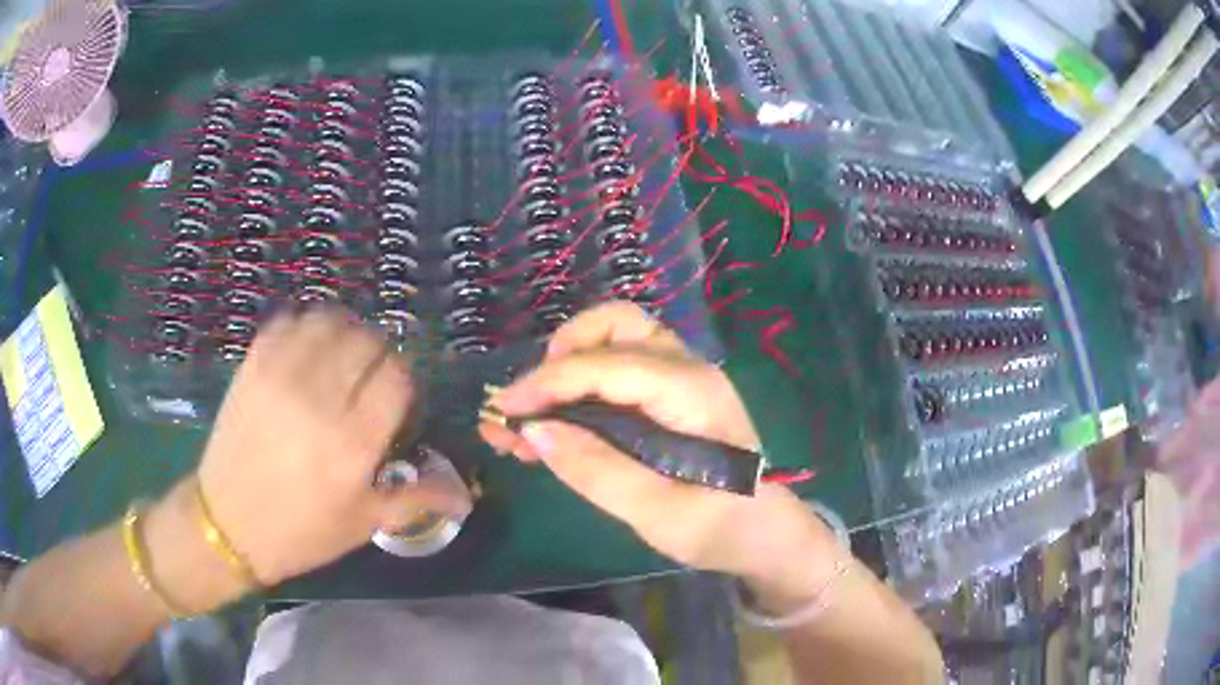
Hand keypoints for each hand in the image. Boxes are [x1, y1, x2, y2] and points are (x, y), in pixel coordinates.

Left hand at [196, 307, 470, 585]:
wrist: (226, 524)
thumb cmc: (301, 533)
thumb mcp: (362, 524)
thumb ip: (416, 498)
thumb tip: (467, 497)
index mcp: (353, 443)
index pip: (397, 378)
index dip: (403, 379)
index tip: (394, 396)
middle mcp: (320, 399)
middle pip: (366, 342)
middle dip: (377, 354)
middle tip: (367, 376)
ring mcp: (281, 376)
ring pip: (329, 322)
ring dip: (344, 332)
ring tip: (339, 356)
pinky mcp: (253, 366)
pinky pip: (288, 322)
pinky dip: (305, 327)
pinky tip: (306, 349)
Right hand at [480, 302, 836, 582]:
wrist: (764, 533)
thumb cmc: (721, 527)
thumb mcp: (659, 514)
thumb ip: (597, 471)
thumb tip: (534, 430)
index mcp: (690, 392)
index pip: (605, 365)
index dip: (547, 383)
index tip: (503, 410)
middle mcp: (686, 369)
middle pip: (615, 324)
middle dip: (562, 352)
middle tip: (531, 401)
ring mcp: (679, 378)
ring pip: (613, 341)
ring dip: (565, 367)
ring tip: (528, 417)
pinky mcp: (669, 396)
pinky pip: (617, 370)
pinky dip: (580, 386)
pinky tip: (551, 424)